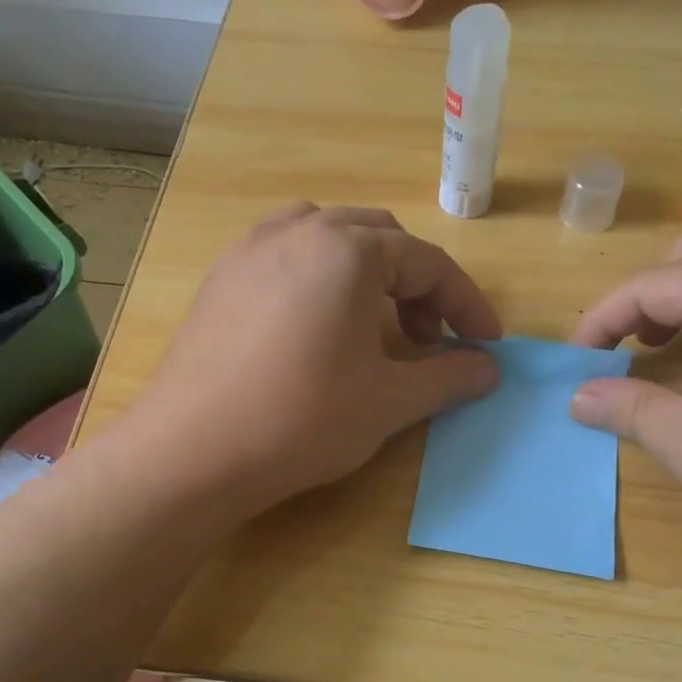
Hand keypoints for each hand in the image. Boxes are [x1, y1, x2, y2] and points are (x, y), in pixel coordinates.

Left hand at [128, 205, 501, 507]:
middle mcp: (298, 230)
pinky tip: (317, 330)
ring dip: (367, 275)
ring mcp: (250, 250)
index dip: (467, 305)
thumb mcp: (390, 401)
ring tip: (373, 327)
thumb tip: (489, 368)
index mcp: (348, 249)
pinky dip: (320, 280)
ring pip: (329, 240)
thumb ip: (449, 377)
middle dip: (417, 286)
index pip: (428, 263)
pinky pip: (286, 258)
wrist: (192, 452)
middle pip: (380, 240)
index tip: (487, 343)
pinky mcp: (220, 278)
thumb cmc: (304, 419)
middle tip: (429, 340)